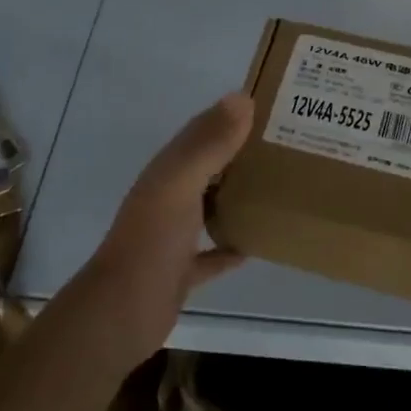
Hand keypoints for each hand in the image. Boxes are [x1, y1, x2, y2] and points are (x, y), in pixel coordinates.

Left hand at [79, 93, 253, 364]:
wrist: (123, 312)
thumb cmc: (153, 240)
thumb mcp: (181, 184)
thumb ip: (210, 143)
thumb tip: (243, 97)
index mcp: (168, 171)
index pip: (202, 130)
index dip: (231, 115)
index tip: (272, 105)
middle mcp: (169, 196)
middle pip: (209, 166)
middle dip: (241, 152)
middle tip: (287, 145)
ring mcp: (174, 235)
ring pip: (211, 205)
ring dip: (237, 195)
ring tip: (278, 186)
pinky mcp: (182, 270)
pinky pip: (212, 252)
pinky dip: (231, 245)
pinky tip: (256, 243)